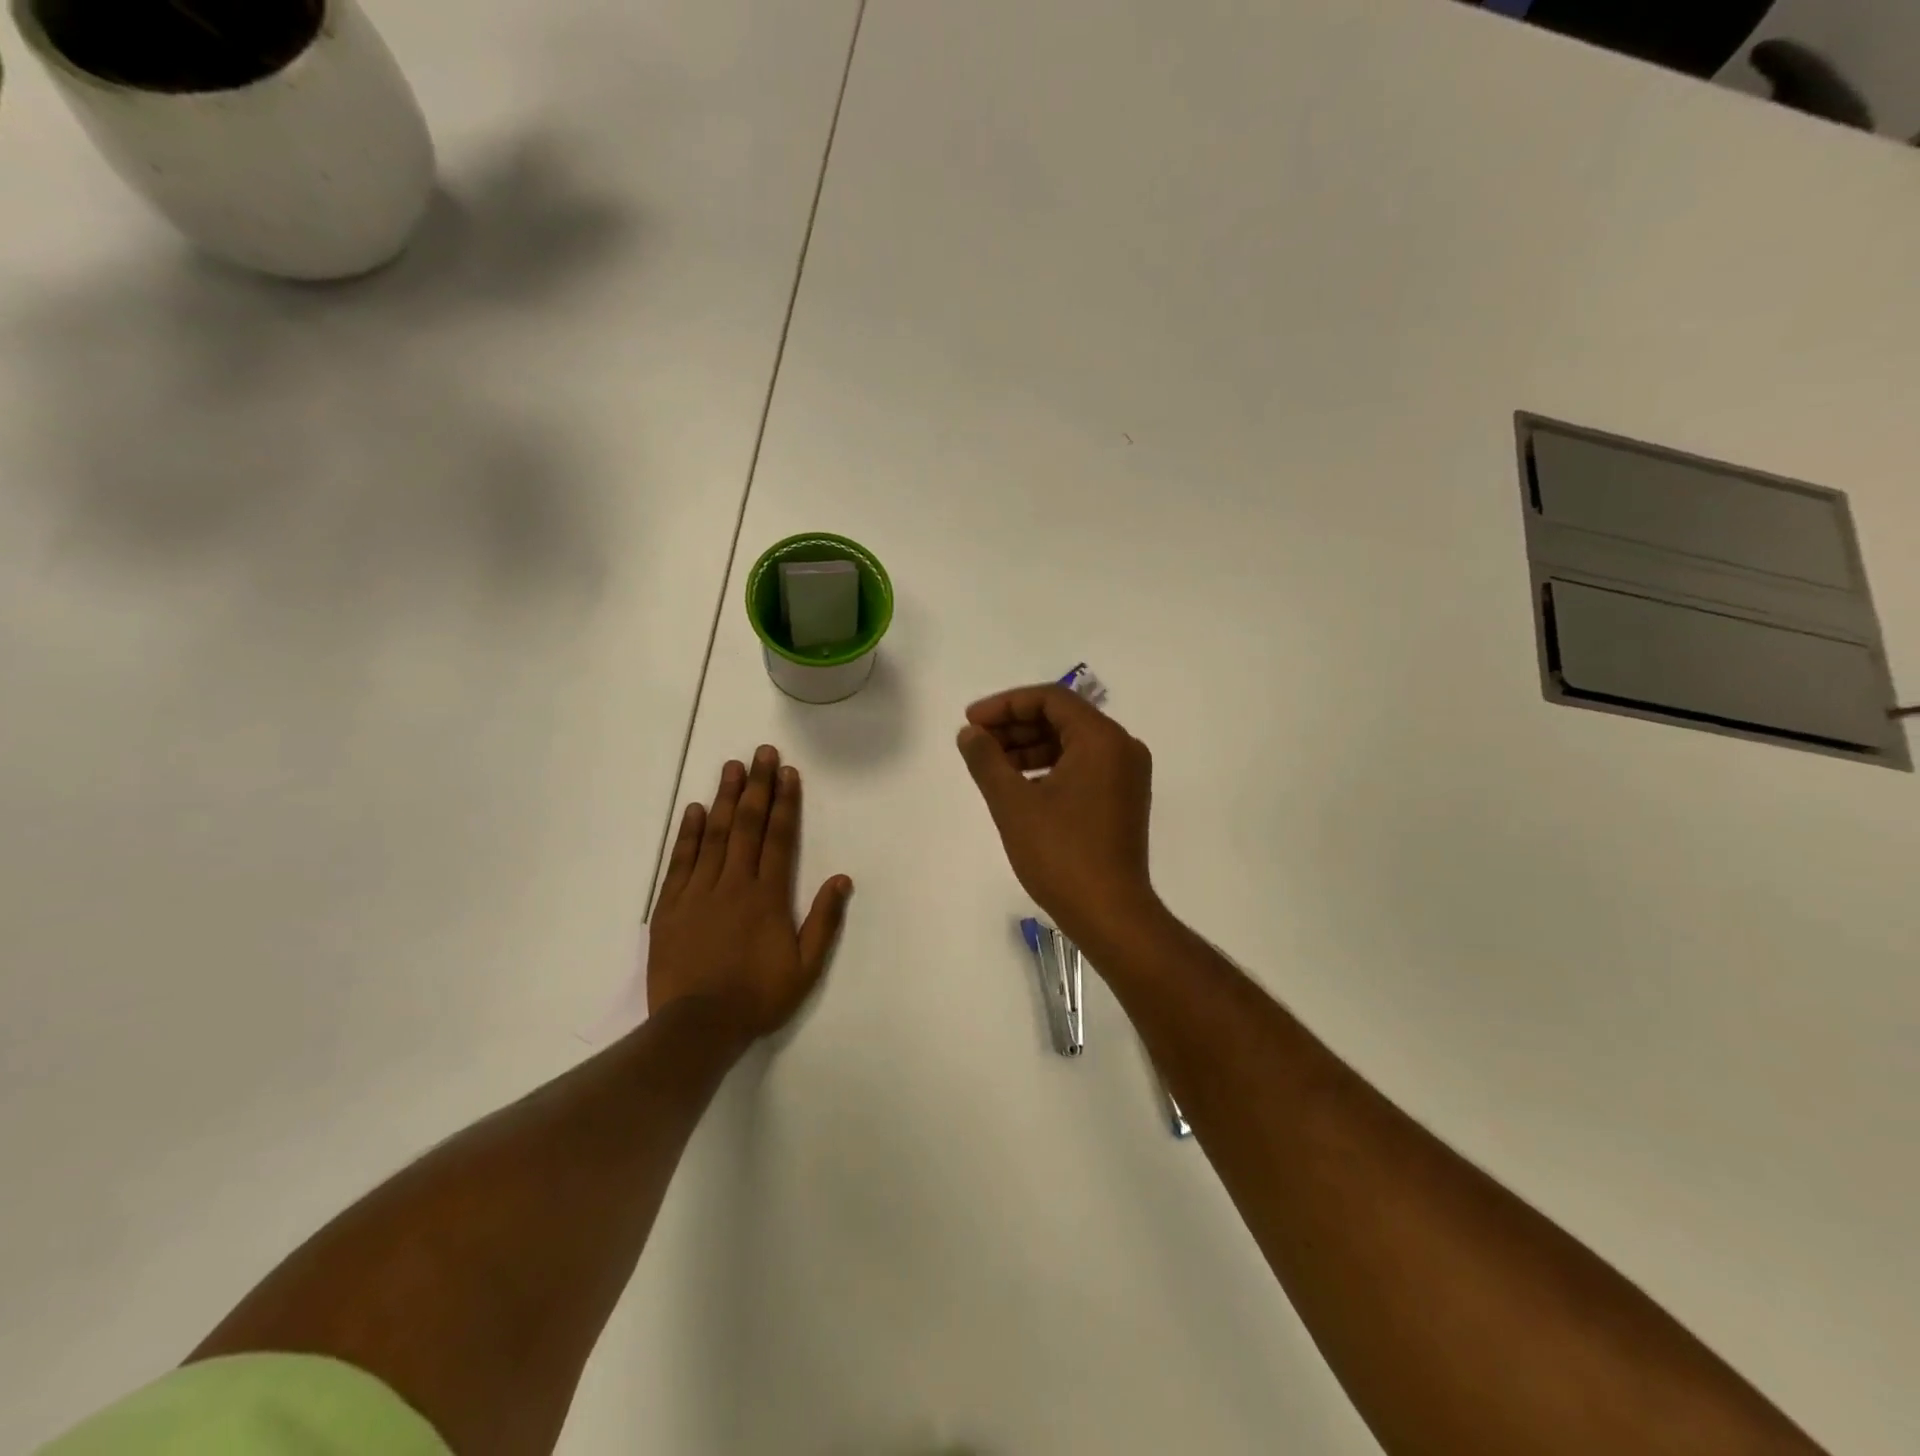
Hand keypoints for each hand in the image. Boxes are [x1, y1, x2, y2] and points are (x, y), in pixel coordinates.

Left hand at [648, 746, 852, 1039]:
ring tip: (731, 767)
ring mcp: (698, 892)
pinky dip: (688, 834)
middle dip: (756, 786)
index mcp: (768, 896)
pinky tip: (694, 810)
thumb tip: (842, 879)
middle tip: (761, 753)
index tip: (787, 773)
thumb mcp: (805, 967)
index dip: (785, 803)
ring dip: (724, 798)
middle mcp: (733, 883)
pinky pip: (681, 861)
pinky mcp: (670, 906)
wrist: (698, 1026)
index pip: (779, 838)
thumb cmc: (758, 997)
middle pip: (746, 825)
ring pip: (713, 835)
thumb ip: (824, 921)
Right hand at [956, 684, 1157, 945]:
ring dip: (1030, 748)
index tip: (971, 722)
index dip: (1005, 704)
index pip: (1051, 699)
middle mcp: (1122, 748)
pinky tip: (1019, 785)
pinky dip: (1049, 768)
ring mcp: (1127, 775)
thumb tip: (969, 733)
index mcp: (1102, 739)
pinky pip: (1083, 766)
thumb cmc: (1061, 854)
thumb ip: (987, 760)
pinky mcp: (1123, 799)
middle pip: (1062, 718)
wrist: (1110, 913)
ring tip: (991, 765)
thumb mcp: (1013, 803)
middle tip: (977, 743)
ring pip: (1071, 743)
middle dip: (1015, 726)